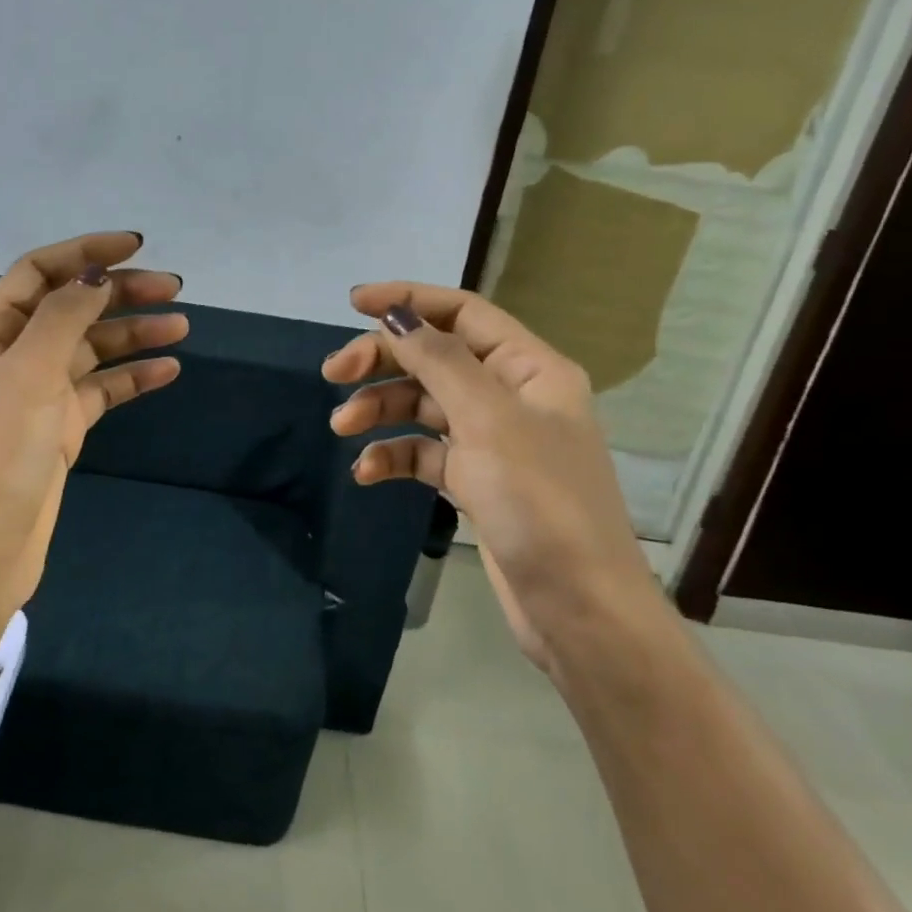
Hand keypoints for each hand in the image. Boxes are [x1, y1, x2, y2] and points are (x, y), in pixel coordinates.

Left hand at [0, 232, 185, 652]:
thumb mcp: (25, 377)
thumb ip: (62, 318)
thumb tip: (96, 273)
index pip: (38, 273)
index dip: (85, 252)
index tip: (137, 246)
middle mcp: (10, 356)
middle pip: (71, 307)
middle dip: (120, 293)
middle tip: (174, 289)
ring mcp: (36, 394)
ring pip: (91, 349)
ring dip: (134, 334)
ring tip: (182, 326)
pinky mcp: (59, 429)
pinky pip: (101, 390)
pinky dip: (133, 378)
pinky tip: (169, 370)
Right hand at [323, 283, 651, 668]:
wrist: (579, 612)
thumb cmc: (540, 503)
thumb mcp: (487, 420)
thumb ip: (438, 360)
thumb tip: (395, 314)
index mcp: (529, 369)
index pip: (462, 314)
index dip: (408, 300)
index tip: (353, 303)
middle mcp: (511, 396)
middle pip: (434, 358)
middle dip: (382, 361)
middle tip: (333, 375)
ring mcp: (493, 441)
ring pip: (423, 405)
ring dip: (380, 410)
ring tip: (342, 428)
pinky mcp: (476, 481)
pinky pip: (425, 452)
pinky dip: (394, 455)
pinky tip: (365, 472)